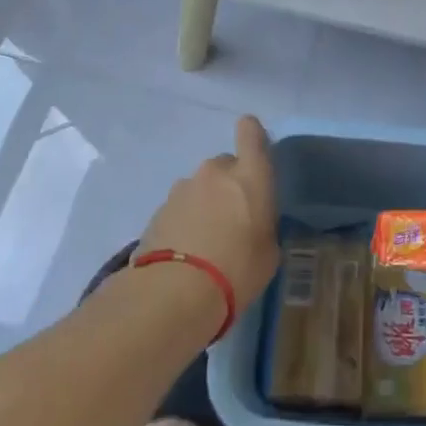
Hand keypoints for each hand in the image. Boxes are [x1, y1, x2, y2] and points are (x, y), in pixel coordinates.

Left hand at [138, 115, 280, 316]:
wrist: (174, 294)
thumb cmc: (237, 270)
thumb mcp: (268, 252)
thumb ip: (262, 225)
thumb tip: (253, 222)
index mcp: (249, 175)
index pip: (251, 131)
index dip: (252, 135)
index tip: (255, 154)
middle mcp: (215, 172)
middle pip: (225, 165)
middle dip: (228, 185)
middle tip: (231, 220)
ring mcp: (182, 189)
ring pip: (200, 187)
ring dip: (204, 205)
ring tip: (205, 244)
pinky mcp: (158, 210)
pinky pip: (180, 209)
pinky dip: (184, 223)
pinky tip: (185, 255)